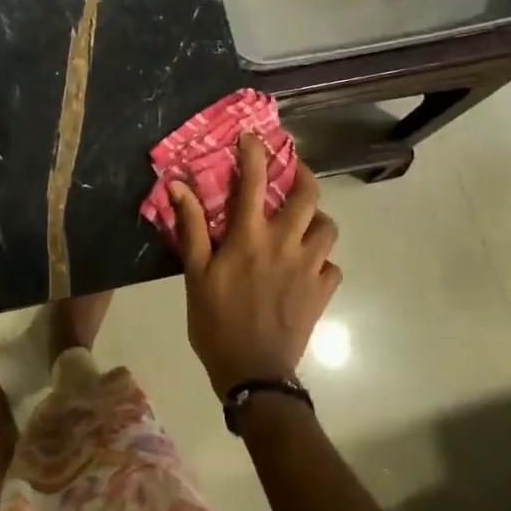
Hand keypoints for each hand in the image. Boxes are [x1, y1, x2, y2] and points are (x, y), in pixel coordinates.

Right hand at [171, 133, 340, 396]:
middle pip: (309, 196)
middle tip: (293, 170)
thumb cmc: (216, 321)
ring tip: (302, 220)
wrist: (253, 373)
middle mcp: (285, 244)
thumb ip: (191, 227)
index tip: (253, 136)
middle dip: (304, 174)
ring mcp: (309, 268)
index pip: (254, 182)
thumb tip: (177, 185)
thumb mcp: (195, 274)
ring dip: (316, 218)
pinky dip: (323, 260)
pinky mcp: (322, 293)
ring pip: (328, 228)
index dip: (255, 153)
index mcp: (250, 237)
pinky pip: (332, 266)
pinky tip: (308, 266)